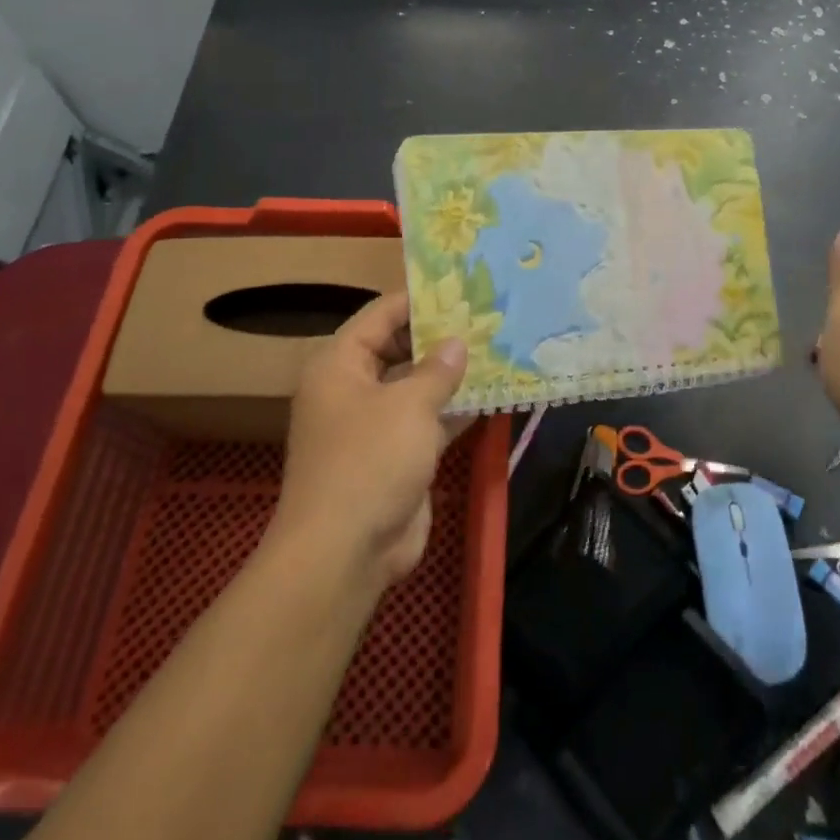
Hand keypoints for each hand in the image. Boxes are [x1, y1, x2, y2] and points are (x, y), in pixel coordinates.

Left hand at [272, 292, 469, 589]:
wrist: (346, 552)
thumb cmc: (370, 461)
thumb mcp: (408, 406)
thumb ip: (437, 370)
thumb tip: (457, 343)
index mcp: (340, 364)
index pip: (380, 315)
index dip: (418, 300)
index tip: (461, 287)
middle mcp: (354, 388)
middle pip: (399, 349)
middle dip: (441, 338)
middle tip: (487, 318)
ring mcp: (375, 425)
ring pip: (417, 387)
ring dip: (452, 375)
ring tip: (498, 349)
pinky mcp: (397, 456)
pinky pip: (428, 422)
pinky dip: (455, 411)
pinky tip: (494, 396)